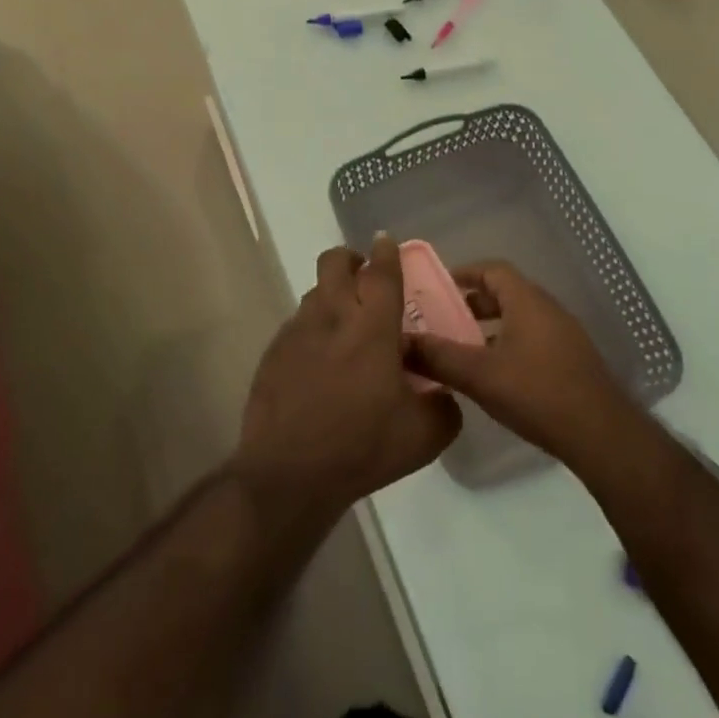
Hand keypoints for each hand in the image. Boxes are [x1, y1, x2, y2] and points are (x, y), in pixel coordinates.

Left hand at [233, 236, 462, 524]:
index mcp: (371, 327)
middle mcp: (332, 316)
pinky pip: (296, 325)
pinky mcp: (273, 352)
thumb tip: (445, 393)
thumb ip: (445, 407)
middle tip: (364, 279)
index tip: (386, 242)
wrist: (289, 475)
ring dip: (331, 297)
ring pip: (315, 292)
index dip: (386, 252)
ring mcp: (298, 331)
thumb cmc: (362, 447)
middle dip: (351, 260)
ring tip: (344, 328)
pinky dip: (312, 331)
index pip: (381, 271)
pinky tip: (318, 364)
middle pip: (335, 261)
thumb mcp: (423, 436)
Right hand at [406, 260, 635, 466]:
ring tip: (464, 349)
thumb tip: (403, 343)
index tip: (438, 285)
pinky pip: (533, 337)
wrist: (601, 434)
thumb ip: (440, 358)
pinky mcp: (572, 359)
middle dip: (474, 302)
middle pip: (506, 292)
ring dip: (491, 326)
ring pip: (520, 317)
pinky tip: (495, 375)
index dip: (465, 273)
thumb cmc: (538, 393)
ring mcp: (564, 334)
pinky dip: (509, 343)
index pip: (492, 269)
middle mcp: (547, 308)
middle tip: (444, 319)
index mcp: (527, 301)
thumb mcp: (480, 376)